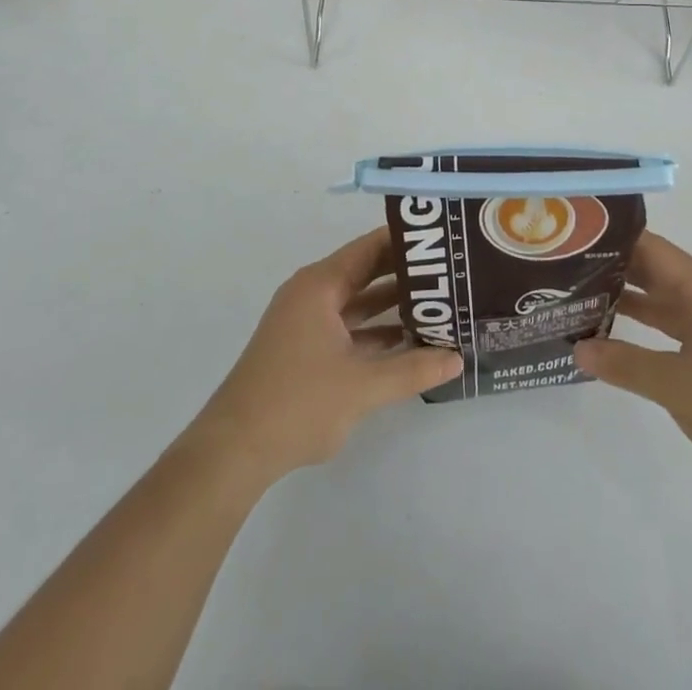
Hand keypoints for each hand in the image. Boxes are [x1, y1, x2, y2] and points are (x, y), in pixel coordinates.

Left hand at [184, 228, 461, 486]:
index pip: (370, 248)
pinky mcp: (305, 350)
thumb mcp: (362, 387)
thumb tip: (457, 357)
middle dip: (405, 274)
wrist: (234, 450)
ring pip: (358, 303)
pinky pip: (348, 328)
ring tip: (437, 305)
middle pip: (365, 273)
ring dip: (392, 306)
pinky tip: (408, 343)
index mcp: (320, 285)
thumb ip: (412, 370)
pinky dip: (375, 333)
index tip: (443, 240)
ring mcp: (306, 323)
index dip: (406, 242)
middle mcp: (312, 294)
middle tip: (449, 273)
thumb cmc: (297, 403)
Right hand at [573, 232, 691, 490]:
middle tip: (565, 271)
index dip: (611, 240)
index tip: (572, 240)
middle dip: (612, 268)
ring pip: (664, 297)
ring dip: (628, 298)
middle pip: (654, 269)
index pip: (649, 247)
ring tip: (581, 299)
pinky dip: (648, 324)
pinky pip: (676, 322)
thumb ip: (625, 365)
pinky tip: (618, 336)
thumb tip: (578, 349)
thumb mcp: (677, 386)